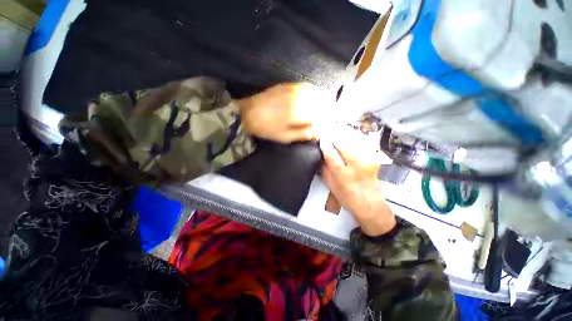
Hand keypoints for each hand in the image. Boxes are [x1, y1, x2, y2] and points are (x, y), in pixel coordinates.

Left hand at [237, 83, 324, 143]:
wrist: (248, 113)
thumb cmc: (267, 128)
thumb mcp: (286, 136)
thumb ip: (304, 133)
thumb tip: (318, 133)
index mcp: (299, 111)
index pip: (321, 114)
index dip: (325, 120)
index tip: (325, 126)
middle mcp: (299, 97)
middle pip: (320, 101)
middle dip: (325, 110)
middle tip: (324, 118)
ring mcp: (293, 89)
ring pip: (314, 92)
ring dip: (319, 100)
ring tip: (319, 109)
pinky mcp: (287, 85)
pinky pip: (304, 86)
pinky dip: (311, 92)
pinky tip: (310, 98)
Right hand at [320, 131, 395, 235]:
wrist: (370, 204)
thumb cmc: (347, 197)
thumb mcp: (331, 186)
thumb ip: (325, 169)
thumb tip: (321, 155)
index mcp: (343, 175)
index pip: (331, 155)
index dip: (325, 146)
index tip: (321, 139)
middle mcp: (356, 166)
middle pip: (343, 145)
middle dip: (334, 139)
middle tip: (328, 135)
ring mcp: (367, 161)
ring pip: (353, 143)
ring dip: (343, 138)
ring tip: (337, 137)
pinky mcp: (374, 159)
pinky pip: (361, 146)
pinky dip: (353, 142)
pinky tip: (349, 142)